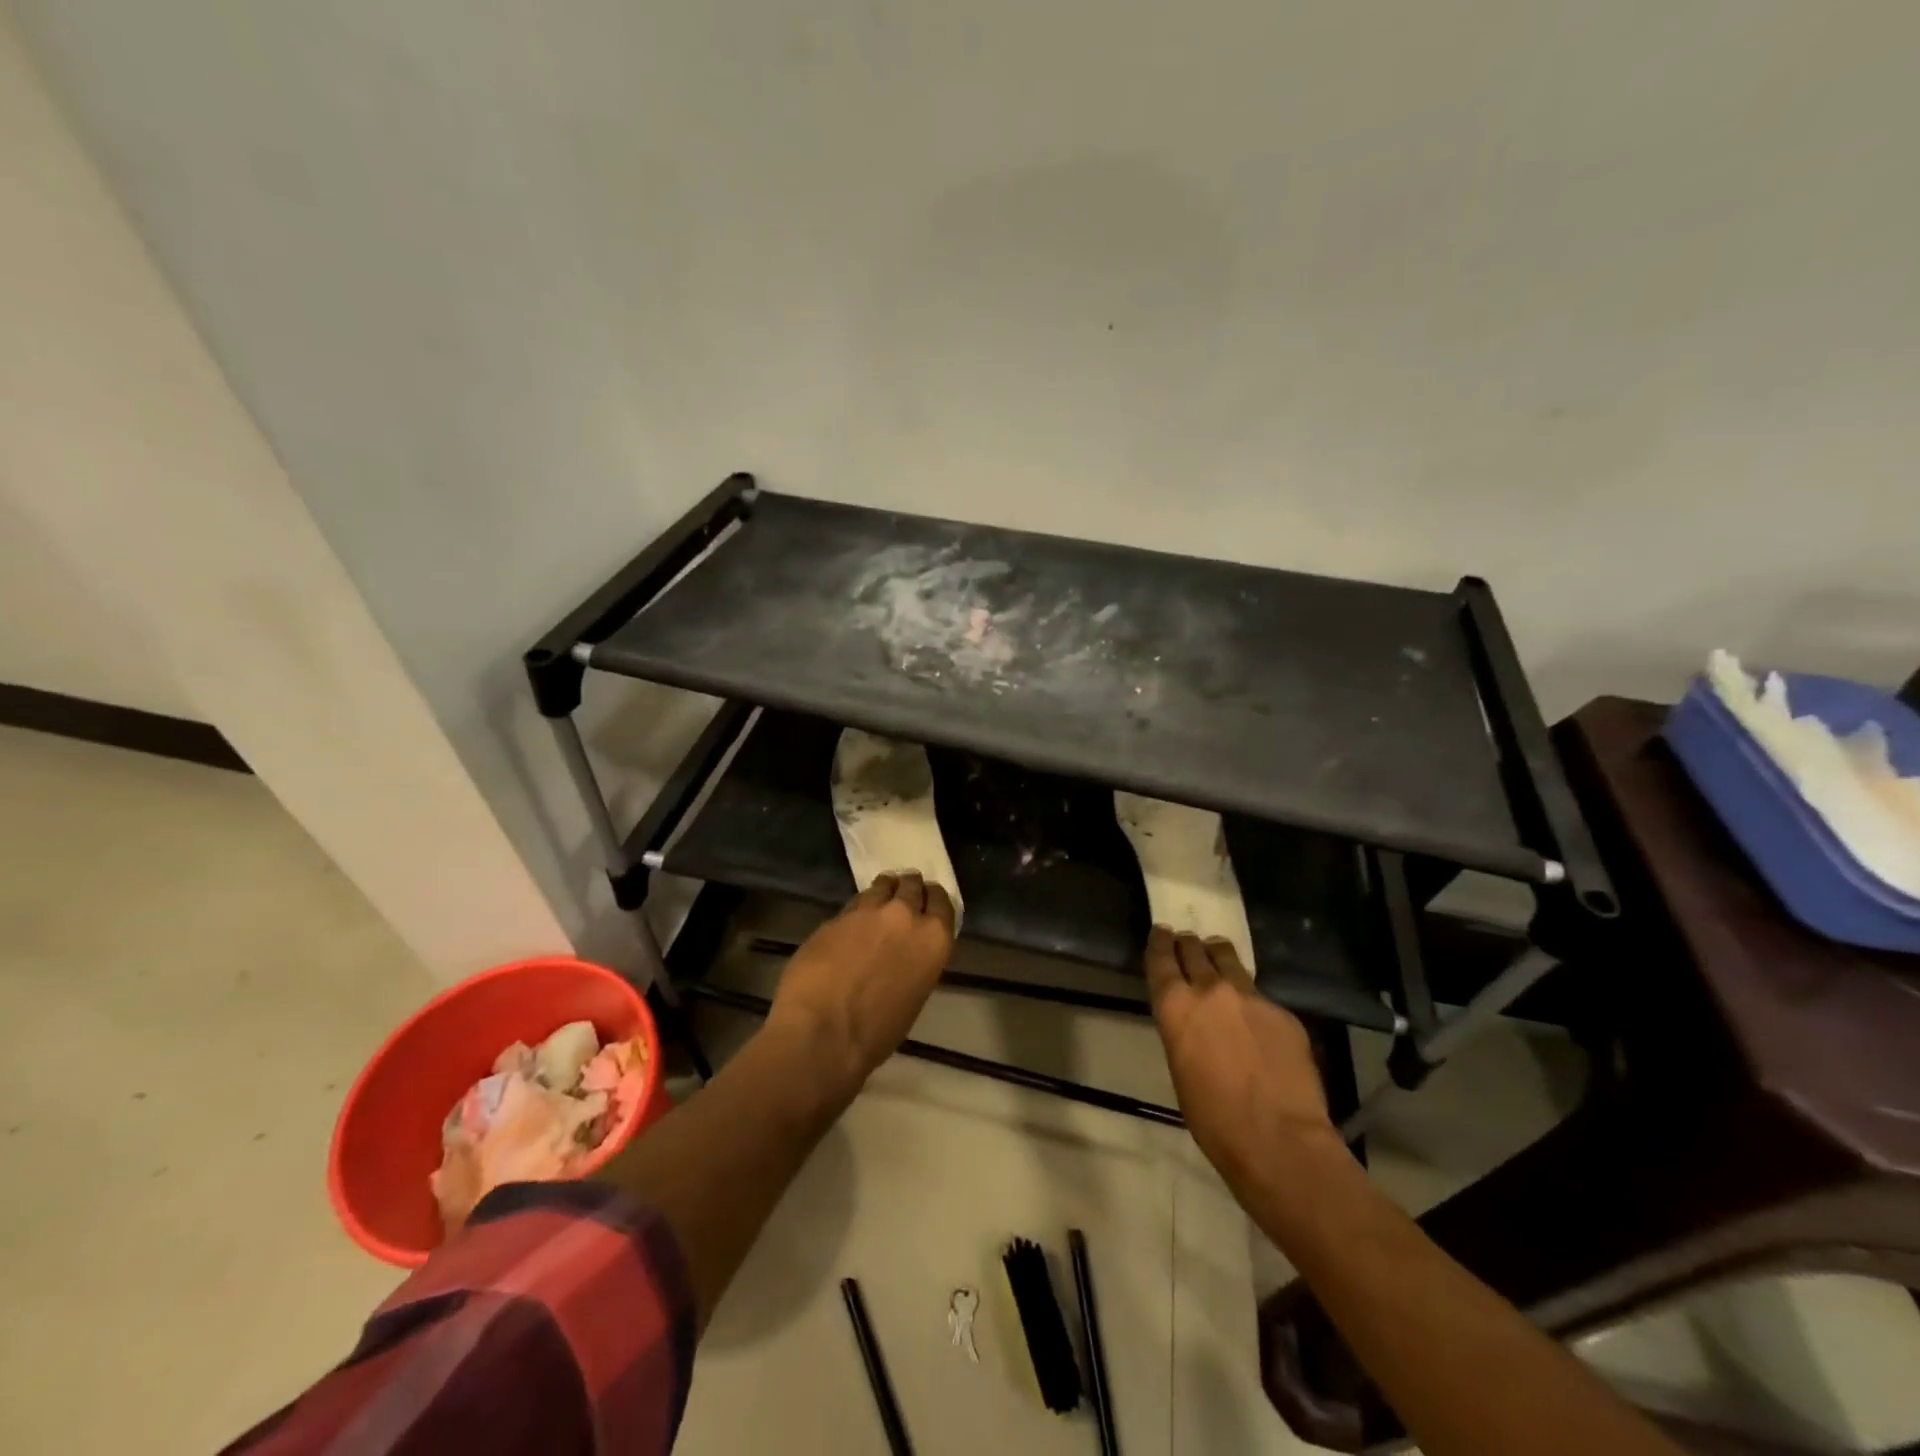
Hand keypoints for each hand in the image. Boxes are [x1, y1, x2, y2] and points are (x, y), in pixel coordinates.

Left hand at [766, 873, 956, 1091]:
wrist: (823, 1031)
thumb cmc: (877, 1032)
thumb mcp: (914, 996)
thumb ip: (915, 963)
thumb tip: (904, 955)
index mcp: (933, 939)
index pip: (942, 902)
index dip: (934, 899)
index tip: (929, 901)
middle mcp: (905, 915)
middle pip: (912, 886)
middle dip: (909, 888)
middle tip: (904, 894)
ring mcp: (868, 911)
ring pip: (881, 886)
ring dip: (883, 890)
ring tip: (879, 897)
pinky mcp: (836, 916)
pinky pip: (853, 904)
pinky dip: (857, 908)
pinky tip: (852, 921)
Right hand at [1145, 927, 1337, 1182]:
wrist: (1279, 1140)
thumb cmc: (1214, 1118)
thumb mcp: (1179, 1067)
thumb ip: (1183, 1030)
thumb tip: (1191, 1020)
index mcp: (1176, 1005)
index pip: (1160, 958)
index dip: (1159, 942)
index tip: (1161, 932)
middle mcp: (1210, 989)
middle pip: (1195, 950)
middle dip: (1188, 945)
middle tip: (1187, 943)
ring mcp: (1251, 997)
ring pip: (1229, 960)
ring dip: (1219, 956)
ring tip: (1219, 959)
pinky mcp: (1283, 1012)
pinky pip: (1260, 995)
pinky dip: (1250, 999)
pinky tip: (1255, 1019)